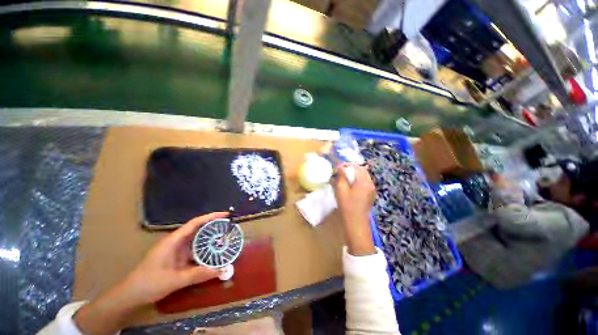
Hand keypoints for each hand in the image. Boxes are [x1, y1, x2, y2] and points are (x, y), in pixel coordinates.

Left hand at [74, 212, 226, 333]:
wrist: (130, 295)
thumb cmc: (149, 283)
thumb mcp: (174, 280)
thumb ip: (198, 274)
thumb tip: (222, 270)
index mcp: (174, 241)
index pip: (195, 223)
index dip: (211, 217)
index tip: (225, 215)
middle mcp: (177, 242)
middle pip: (198, 230)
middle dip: (214, 227)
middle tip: (229, 228)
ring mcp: (177, 251)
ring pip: (197, 241)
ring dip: (210, 240)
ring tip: (225, 240)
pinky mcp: (178, 259)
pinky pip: (195, 252)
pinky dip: (205, 252)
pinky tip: (213, 256)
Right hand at [333, 164, 375, 255]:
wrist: (356, 223)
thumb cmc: (347, 206)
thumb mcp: (341, 190)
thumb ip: (341, 176)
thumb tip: (339, 166)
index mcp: (364, 181)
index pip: (357, 167)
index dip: (347, 165)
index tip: (338, 166)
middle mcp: (370, 183)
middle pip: (362, 170)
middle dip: (351, 168)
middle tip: (341, 171)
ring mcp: (372, 189)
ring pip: (364, 176)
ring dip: (355, 174)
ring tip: (344, 177)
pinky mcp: (370, 194)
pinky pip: (365, 182)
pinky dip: (358, 180)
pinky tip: (350, 185)